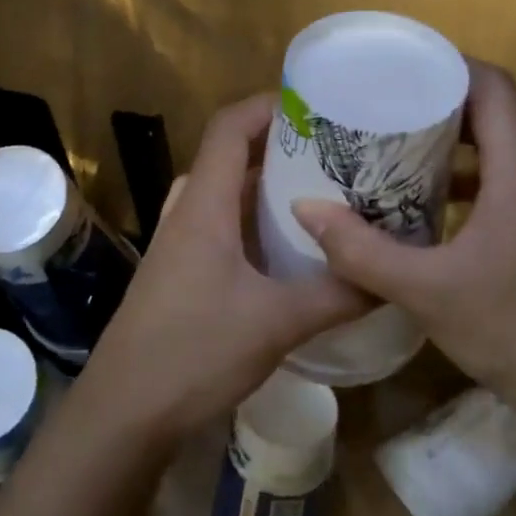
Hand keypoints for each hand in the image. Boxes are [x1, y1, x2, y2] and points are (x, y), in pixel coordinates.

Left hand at [81, 95, 369, 440]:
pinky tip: (289, 252)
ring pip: (225, 196)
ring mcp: (178, 245)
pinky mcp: (180, 275)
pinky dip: (254, 226)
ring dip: (267, 190)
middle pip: (230, 157)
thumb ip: (337, 295)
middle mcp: (187, 214)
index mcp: (204, 206)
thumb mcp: (276, 322)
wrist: (125, 410)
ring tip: (321, 196)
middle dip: (280, 148)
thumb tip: (390, 277)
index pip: (229, 128)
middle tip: (335, 154)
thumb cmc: (194, 352)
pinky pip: (220, 230)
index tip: (319, 105)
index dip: (269, 106)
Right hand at [291, 60, 515, 416]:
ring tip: (385, 147)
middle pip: (489, 112)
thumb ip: (362, 250)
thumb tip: (305, 208)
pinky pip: (492, 184)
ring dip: (443, 142)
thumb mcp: (425, 291)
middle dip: (433, 102)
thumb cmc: (515, 328)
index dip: (445, 66)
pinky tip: (413, 204)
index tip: (393, 69)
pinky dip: (454, 179)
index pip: (492, 86)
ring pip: (491, 149)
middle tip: (375, 107)